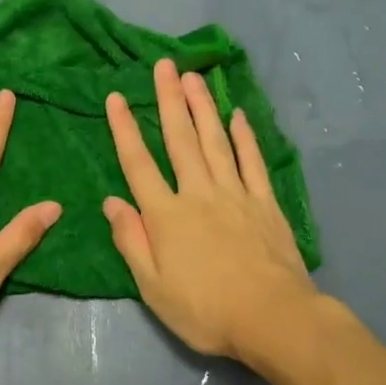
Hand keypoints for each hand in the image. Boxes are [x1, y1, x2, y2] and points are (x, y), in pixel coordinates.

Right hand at [104, 59, 319, 361]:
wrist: (273, 318)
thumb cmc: (205, 310)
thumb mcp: (153, 287)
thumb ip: (131, 241)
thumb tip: (112, 201)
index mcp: (166, 215)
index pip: (139, 163)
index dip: (124, 129)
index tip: (115, 97)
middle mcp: (199, 193)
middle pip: (180, 139)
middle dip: (169, 100)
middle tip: (164, 66)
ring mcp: (236, 194)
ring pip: (215, 141)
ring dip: (203, 107)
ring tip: (194, 78)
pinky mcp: (265, 203)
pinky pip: (252, 161)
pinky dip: (245, 137)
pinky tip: (238, 115)